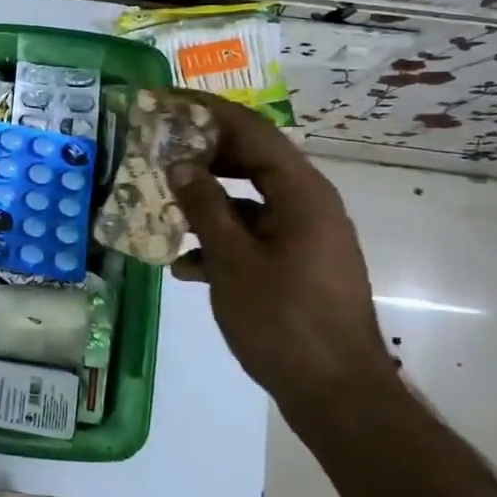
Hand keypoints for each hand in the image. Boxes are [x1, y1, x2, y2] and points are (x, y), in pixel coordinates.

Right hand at [164, 92, 397, 436]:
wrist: (337, 396)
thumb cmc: (283, 321)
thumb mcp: (233, 261)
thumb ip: (205, 206)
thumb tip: (181, 164)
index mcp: (301, 192)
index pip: (251, 131)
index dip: (207, 110)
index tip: (166, 100)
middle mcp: (309, 204)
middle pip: (251, 161)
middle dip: (203, 154)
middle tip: (158, 146)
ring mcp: (307, 236)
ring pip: (250, 201)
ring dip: (207, 201)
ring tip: (162, 204)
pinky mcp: (300, 265)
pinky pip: (256, 235)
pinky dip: (223, 240)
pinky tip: (186, 265)